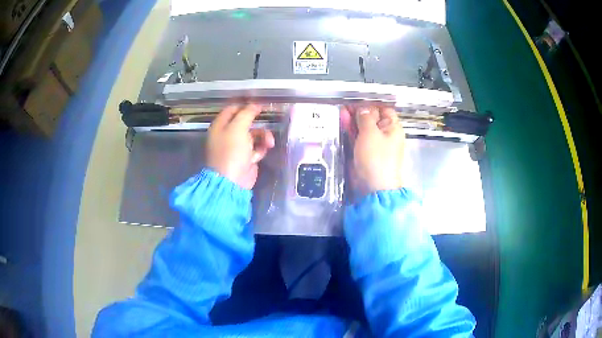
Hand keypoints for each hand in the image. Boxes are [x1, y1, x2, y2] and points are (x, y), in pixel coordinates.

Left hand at [206, 104, 274, 188]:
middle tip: (268, 122)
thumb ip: (247, 114)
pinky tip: (261, 154)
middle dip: (257, 123)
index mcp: (220, 126)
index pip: (232, 109)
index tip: (259, 106)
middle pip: (245, 122)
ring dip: (263, 136)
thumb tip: (255, 105)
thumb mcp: (238, 128)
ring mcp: (236, 147)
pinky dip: (261, 149)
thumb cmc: (231, 151)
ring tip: (269, 143)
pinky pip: (256, 148)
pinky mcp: (246, 158)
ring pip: (253, 135)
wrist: (232, 181)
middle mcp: (227, 135)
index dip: (245, 106)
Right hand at [341, 106, 404, 194]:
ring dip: (353, 121)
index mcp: (392, 128)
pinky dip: (352, 132)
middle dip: (359, 112)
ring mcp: (375, 144)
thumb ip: (365, 117)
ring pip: (364, 128)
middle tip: (344, 107)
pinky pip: (359, 139)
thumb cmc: (376, 158)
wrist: (374, 187)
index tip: (356, 101)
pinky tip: (343, 126)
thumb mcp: (371, 133)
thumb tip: (363, 108)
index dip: (370, 104)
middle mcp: (385, 135)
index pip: (383, 109)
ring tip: (341, 114)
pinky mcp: (366, 153)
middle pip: (372, 118)